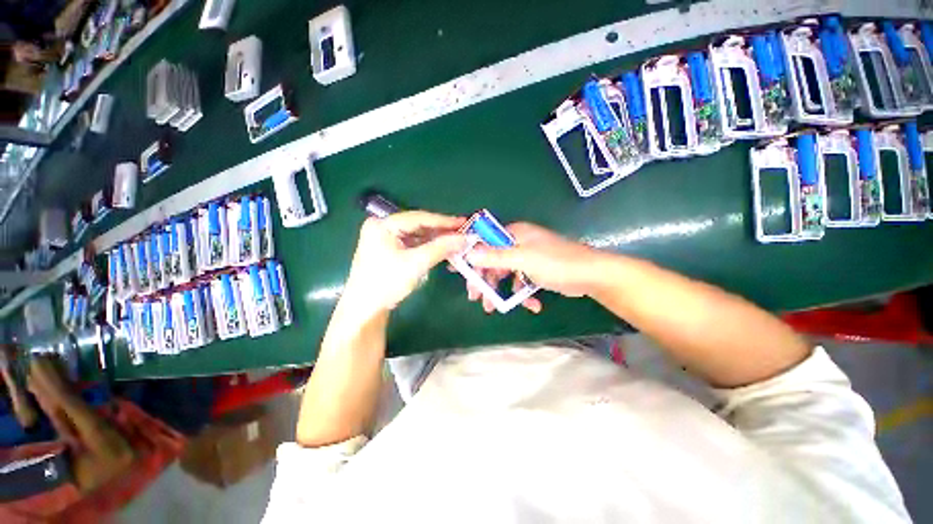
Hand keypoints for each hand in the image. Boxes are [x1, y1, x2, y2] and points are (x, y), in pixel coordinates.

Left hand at [341, 211, 467, 316]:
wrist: (365, 309)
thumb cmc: (387, 283)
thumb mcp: (416, 263)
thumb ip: (441, 248)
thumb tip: (465, 238)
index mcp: (383, 224)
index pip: (419, 218)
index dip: (443, 221)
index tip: (463, 222)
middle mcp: (382, 226)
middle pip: (418, 225)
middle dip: (440, 231)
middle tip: (462, 232)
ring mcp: (385, 238)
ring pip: (416, 235)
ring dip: (435, 239)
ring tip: (455, 241)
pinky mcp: (388, 249)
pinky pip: (412, 243)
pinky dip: (427, 247)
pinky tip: (441, 249)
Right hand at [461, 222, 603, 312]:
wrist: (592, 275)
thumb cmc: (556, 262)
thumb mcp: (523, 259)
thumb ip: (494, 257)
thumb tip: (468, 254)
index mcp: (514, 234)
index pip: (484, 241)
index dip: (471, 257)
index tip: (460, 273)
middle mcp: (518, 243)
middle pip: (492, 260)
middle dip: (484, 280)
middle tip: (475, 297)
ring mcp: (527, 258)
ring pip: (505, 274)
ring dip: (500, 291)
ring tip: (493, 308)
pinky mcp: (536, 271)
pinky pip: (521, 281)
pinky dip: (522, 294)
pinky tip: (531, 305)